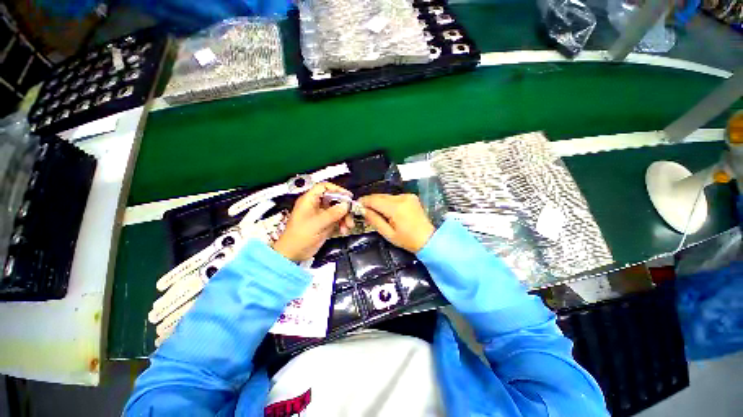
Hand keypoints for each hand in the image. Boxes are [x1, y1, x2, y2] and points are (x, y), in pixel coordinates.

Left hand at [272, 183, 353, 261]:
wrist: (293, 253)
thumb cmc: (301, 235)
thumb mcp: (317, 223)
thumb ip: (333, 213)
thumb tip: (346, 205)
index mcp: (309, 200)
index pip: (324, 187)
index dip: (336, 189)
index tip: (348, 196)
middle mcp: (316, 205)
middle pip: (334, 200)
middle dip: (344, 208)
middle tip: (351, 216)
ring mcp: (321, 215)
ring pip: (337, 211)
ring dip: (345, 218)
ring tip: (348, 227)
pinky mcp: (324, 224)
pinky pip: (336, 220)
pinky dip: (341, 225)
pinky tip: (343, 231)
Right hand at [359, 194, 434, 252]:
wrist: (428, 239)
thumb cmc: (407, 240)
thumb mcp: (388, 233)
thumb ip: (374, 220)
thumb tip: (363, 210)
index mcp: (396, 208)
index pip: (374, 200)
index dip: (364, 201)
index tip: (356, 205)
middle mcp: (402, 198)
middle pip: (380, 196)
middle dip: (371, 202)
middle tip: (363, 209)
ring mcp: (408, 196)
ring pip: (387, 196)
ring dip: (379, 202)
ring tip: (375, 211)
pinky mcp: (411, 196)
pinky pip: (394, 197)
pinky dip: (388, 202)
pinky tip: (388, 210)